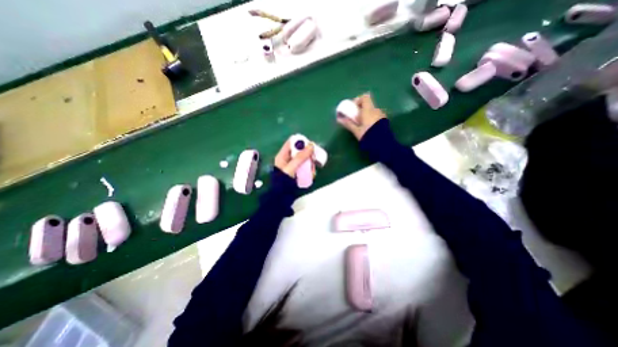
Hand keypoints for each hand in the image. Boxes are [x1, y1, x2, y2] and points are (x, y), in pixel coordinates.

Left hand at [274, 141, 313, 179]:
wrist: (281, 197)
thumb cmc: (283, 181)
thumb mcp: (291, 167)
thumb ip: (300, 157)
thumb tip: (311, 145)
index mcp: (283, 155)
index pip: (291, 143)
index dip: (301, 142)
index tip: (310, 145)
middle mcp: (288, 159)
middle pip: (300, 151)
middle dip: (308, 155)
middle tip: (313, 159)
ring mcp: (293, 166)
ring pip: (304, 160)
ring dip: (310, 164)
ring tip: (312, 170)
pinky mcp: (297, 173)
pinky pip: (305, 168)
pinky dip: (309, 170)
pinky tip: (311, 175)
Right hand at [336, 93, 384, 141]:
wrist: (383, 144)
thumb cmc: (368, 136)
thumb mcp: (356, 131)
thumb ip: (348, 124)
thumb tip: (339, 119)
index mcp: (369, 110)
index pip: (364, 97)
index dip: (358, 100)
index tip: (353, 109)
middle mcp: (376, 110)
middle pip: (368, 105)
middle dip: (361, 110)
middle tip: (356, 119)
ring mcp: (382, 115)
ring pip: (372, 111)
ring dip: (366, 115)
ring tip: (362, 125)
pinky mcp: (385, 121)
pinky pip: (376, 116)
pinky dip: (371, 119)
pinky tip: (369, 128)